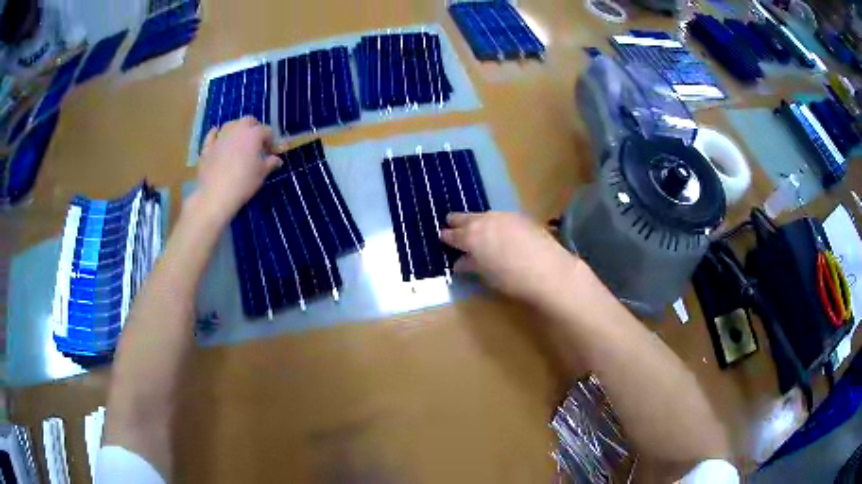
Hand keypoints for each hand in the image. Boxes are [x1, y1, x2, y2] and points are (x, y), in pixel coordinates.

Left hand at [192, 117, 281, 224]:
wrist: (215, 195)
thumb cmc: (243, 183)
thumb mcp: (261, 174)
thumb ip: (270, 163)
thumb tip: (277, 160)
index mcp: (253, 134)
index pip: (267, 131)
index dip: (271, 140)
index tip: (271, 152)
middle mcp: (237, 130)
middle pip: (248, 120)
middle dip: (254, 127)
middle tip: (256, 142)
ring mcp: (220, 137)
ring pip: (230, 124)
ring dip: (236, 129)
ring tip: (238, 140)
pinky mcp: (207, 147)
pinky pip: (212, 135)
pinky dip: (216, 134)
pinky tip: (218, 138)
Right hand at [440, 212, 579, 303]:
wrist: (548, 270)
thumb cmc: (512, 279)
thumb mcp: (486, 275)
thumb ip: (471, 264)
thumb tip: (460, 262)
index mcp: (471, 236)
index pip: (453, 235)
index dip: (446, 237)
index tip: (442, 236)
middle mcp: (484, 221)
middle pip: (465, 218)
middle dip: (457, 221)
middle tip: (451, 223)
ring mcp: (504, 216)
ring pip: (483, 215)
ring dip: (476, 220)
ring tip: (476, 227)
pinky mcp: (520, 217)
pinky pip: (500, 217)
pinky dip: (494, 222)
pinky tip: (499, 230)